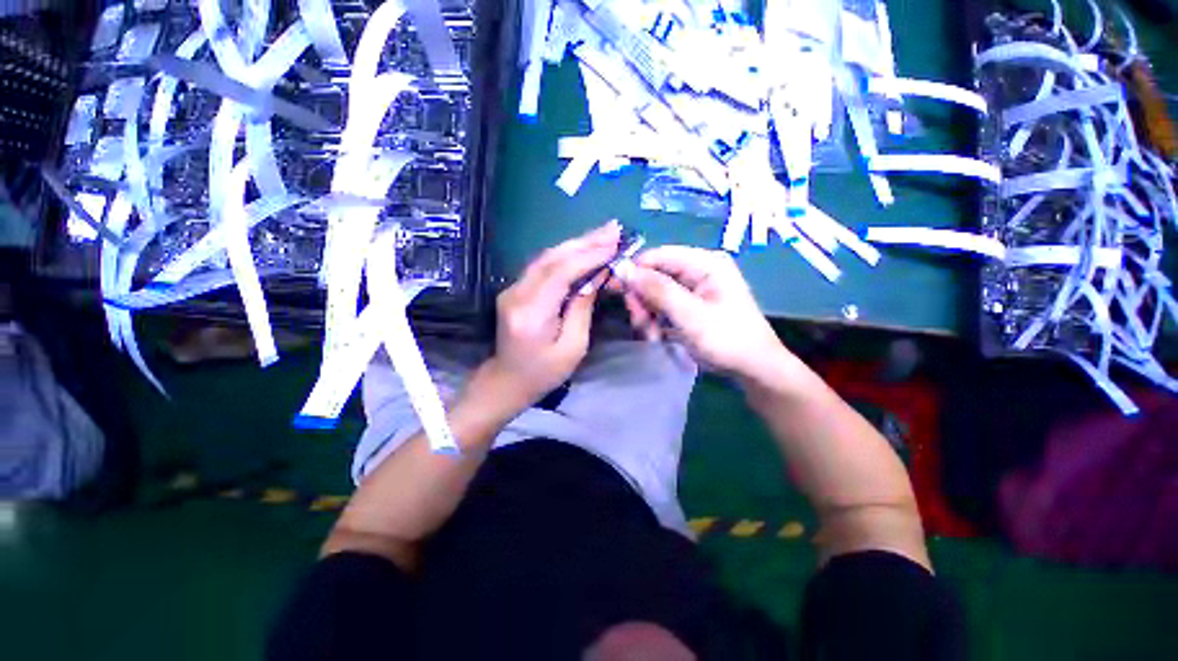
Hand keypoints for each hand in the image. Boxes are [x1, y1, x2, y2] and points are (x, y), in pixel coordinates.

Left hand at [486, 222, 621, 406]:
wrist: (507, 380)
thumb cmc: (544, 373)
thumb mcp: (573, 347)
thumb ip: (582, 308)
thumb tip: (597, 276)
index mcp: (531, 314)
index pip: (561, 273)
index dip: (589, 256)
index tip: (615, 244)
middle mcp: (516, 295)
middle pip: (553, 258)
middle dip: (586, 241)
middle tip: (614, 229)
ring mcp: (512, 289)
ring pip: (547, 257)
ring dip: (577, 244)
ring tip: (604, 233)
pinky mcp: (515, 288)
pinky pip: (543, 266)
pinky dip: (566, 255)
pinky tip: (584, 247)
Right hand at [620, 246, 795, 384]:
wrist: (753, 369)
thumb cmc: (726, 339)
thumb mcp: (689, 314)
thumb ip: (656, 289)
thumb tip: (622, 267)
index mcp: (704, 262)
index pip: (657, 255)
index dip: (636, 272)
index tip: (622, 296)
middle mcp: (698, 269)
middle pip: (654, 275)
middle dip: (643, 300)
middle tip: (640, 323)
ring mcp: (694, 288)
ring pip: (655, 292)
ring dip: (648, 314)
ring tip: (651, 335)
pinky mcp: (690, 304)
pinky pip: (663, 305)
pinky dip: (656, 320)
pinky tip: (657, 336)